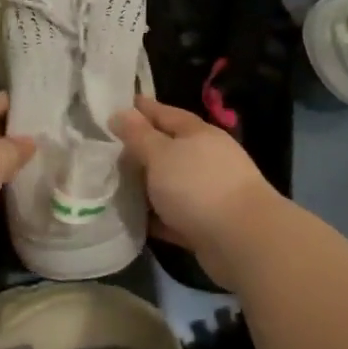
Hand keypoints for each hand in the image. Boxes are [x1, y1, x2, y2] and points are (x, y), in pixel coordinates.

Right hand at [112, 96, 279, 287]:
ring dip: (146, 185)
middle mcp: (206, 159)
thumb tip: (120, 113)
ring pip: (169, 184)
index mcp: (198, 134)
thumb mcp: (160, 154)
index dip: (141, 109)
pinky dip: (155, 216)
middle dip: (139, 149)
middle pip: (167, 149)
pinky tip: (132, 218)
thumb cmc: (198, 186)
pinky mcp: (206, 225)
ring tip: (112, 185)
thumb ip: (138, 135)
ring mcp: (208, 193)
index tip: (114, 107)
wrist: (242, 241)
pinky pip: (173, 216)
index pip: (165, 113)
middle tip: (105, 150)